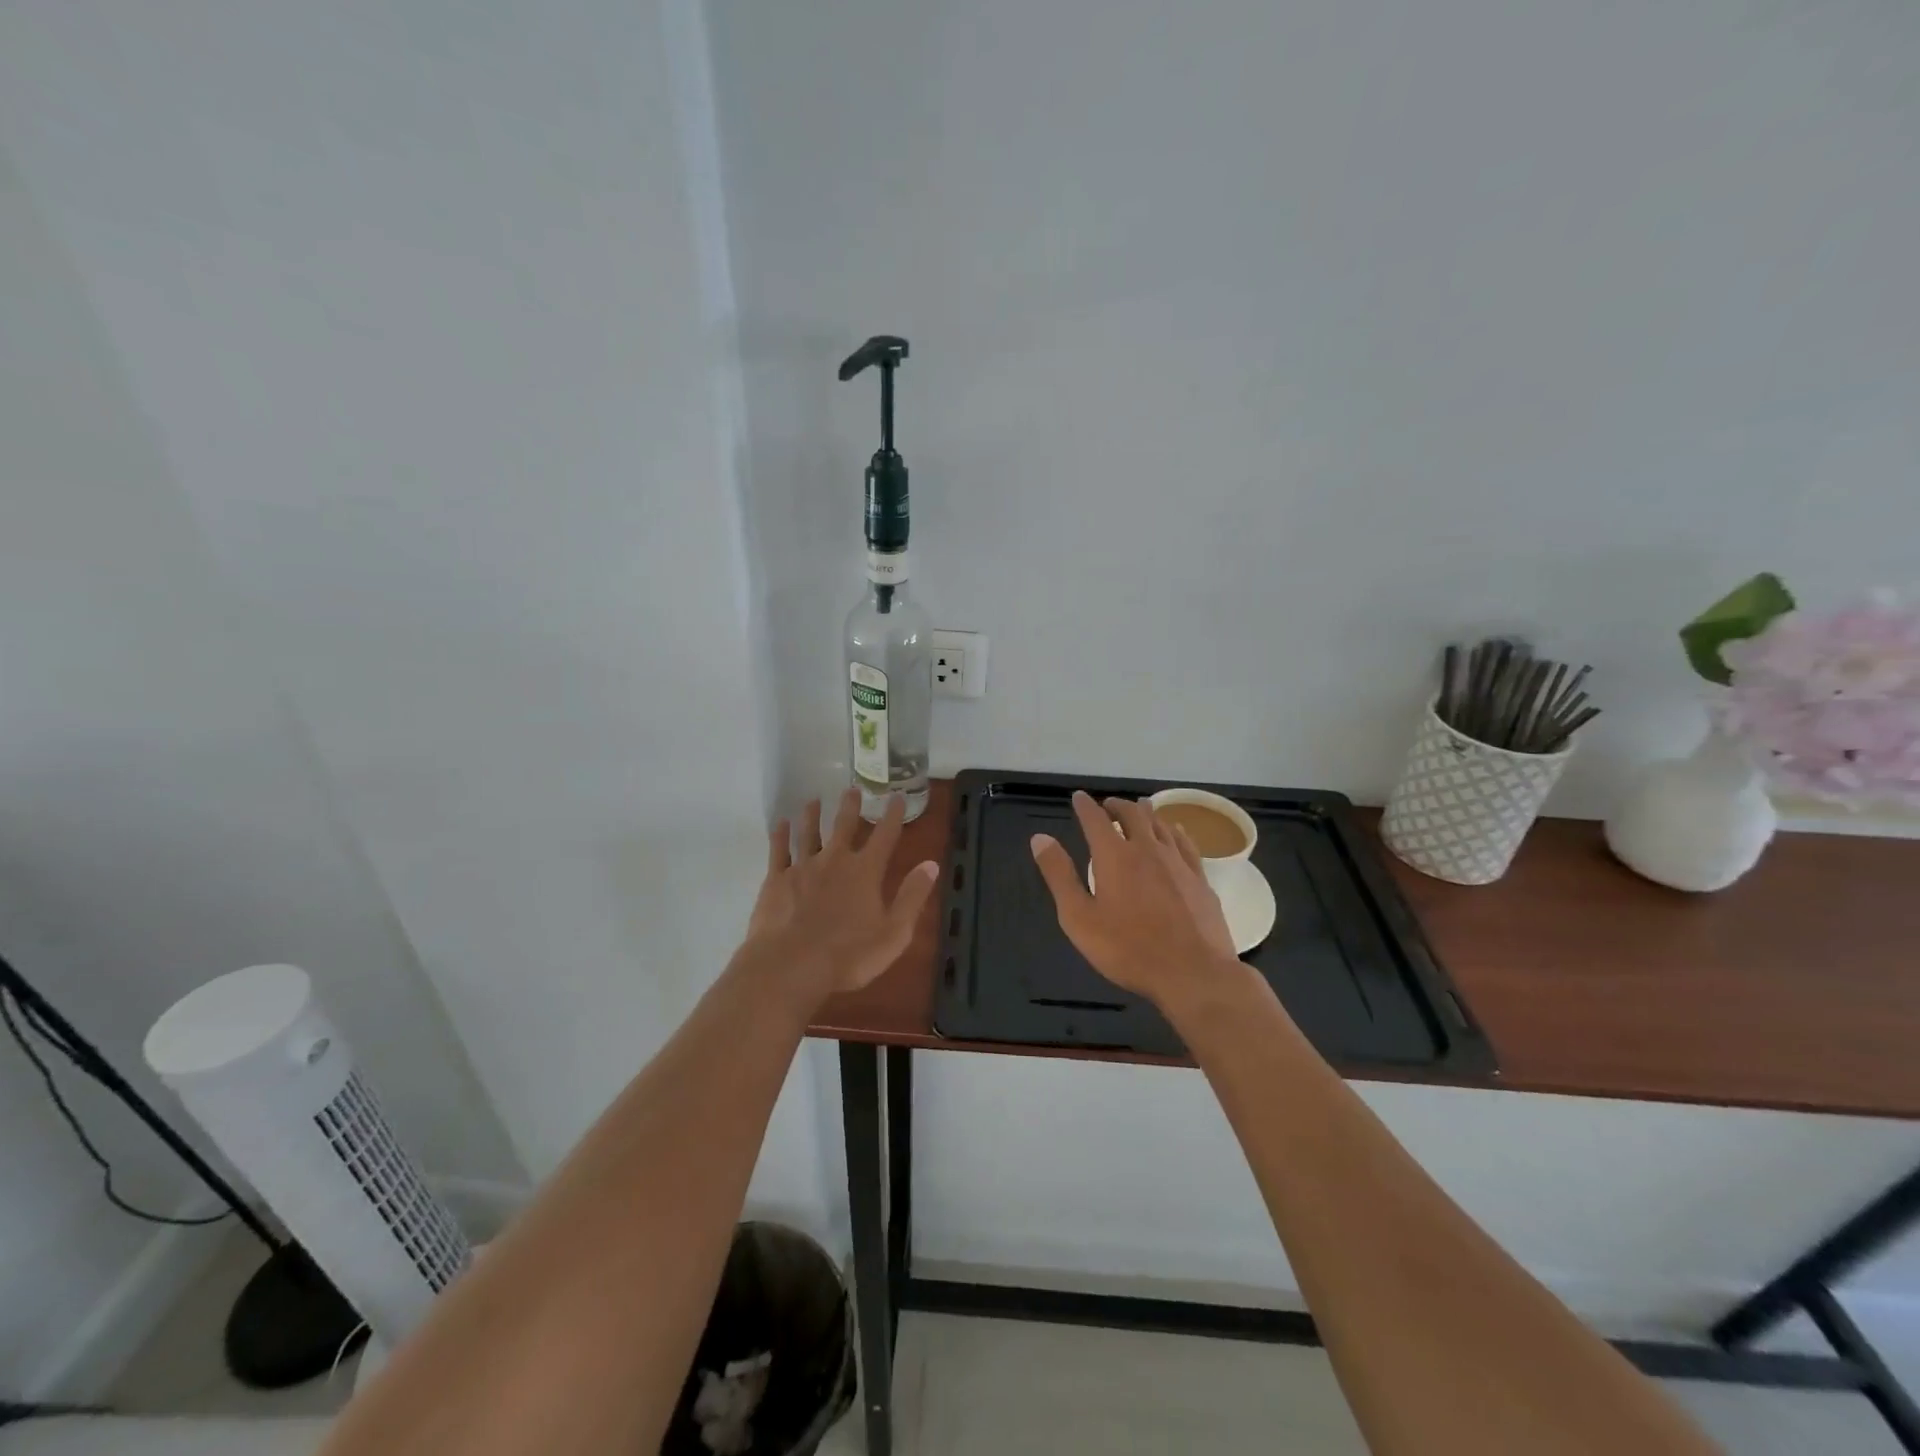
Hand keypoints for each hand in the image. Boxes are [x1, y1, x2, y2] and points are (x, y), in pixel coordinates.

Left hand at [741, 788, 939, 999]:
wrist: (790, 965)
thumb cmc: (848, 955)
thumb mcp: (894, 932)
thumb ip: (912, 896)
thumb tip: (931, 865)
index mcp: (866, 872)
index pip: (884, 836)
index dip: (892, 815)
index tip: (895, 797)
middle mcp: (835, 860)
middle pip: (844, 826)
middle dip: (850, 807)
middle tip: (852, 788)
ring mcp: (803, 867)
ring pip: (808, 833)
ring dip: (812, 815)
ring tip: (813, 800)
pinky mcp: (776, 880)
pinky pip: (778, 851)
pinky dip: (780, 835)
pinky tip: (780, 824)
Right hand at [1029, 791, 1244, 1006]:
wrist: (1193, 973)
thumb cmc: (1128, 949)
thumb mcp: (1079, 918)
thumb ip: (1059, 875)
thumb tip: (1040, 838)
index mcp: (1114, 856)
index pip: (1095, 819)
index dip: (1085, 806)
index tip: (1078, 798)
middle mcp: (1147, 849)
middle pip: (1132, 814)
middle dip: (1116, 805)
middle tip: (1108, 804)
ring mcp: (1178, 862)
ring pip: (1160, 824)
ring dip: (1145, 812)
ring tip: (1138, 808)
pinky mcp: (1200, 879)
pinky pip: (1185, 843)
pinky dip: (1174, 830)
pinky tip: (1175, 831)